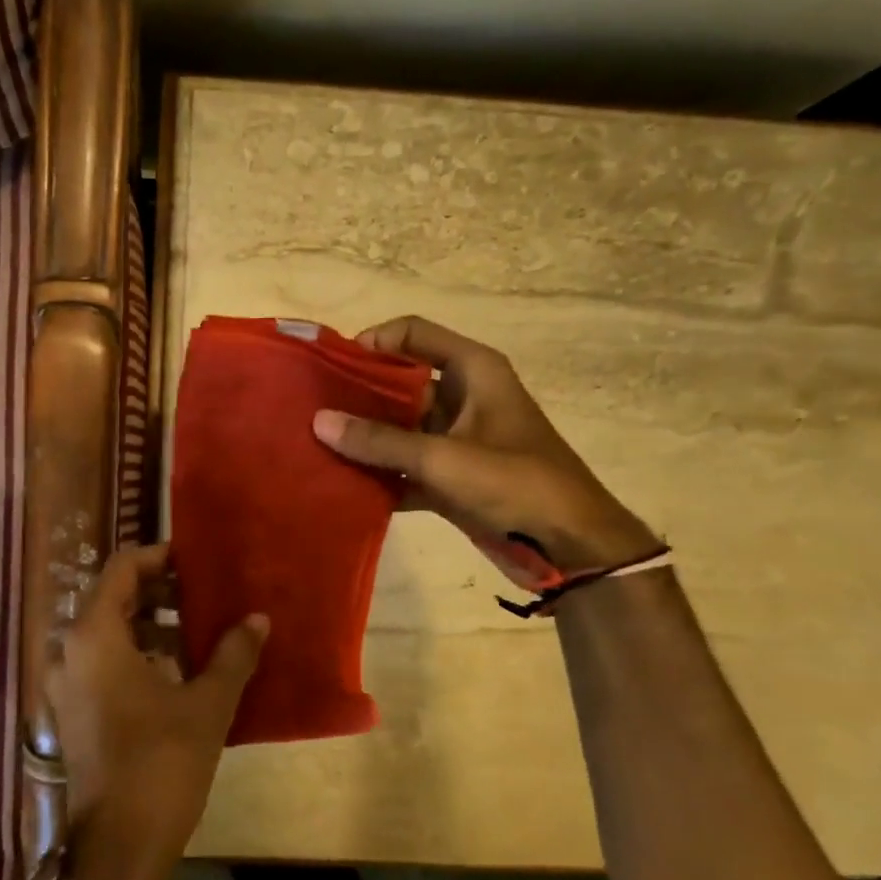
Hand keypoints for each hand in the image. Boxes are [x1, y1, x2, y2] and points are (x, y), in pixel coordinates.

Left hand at [45, 543, 267, 879]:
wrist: (118, 849)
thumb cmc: (161, 765)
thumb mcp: (206, 705)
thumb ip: (233, 654)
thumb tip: (257, 619)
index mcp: (94, 636)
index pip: (121, 569)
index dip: (158, 556)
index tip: (194, 561)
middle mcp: (69, 651)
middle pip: (111, 598)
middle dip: (157, 590)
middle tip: (202, 593)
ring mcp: (65, 684)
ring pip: (106, 632)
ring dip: (148, 623)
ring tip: (196, 630)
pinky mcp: (71, 711)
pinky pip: (101, 662)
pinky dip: (134, 653)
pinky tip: (175, 670)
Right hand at [311, 315, 657, 574]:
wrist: (569, 545)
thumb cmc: (515, 483)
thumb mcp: (443, 458)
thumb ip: (380, 441)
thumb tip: (319, 421)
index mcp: (472, 371)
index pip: (413, 334)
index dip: (373, 343)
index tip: (333, 368)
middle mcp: (462, 397)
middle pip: (399, 383)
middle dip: (357, 396)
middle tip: (311, 410)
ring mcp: (455, 439)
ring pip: (397, 429)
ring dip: (363, 440)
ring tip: (315, 447)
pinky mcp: (450, 477)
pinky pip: (404, 467)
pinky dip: (379, 476)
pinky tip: (342, 486)